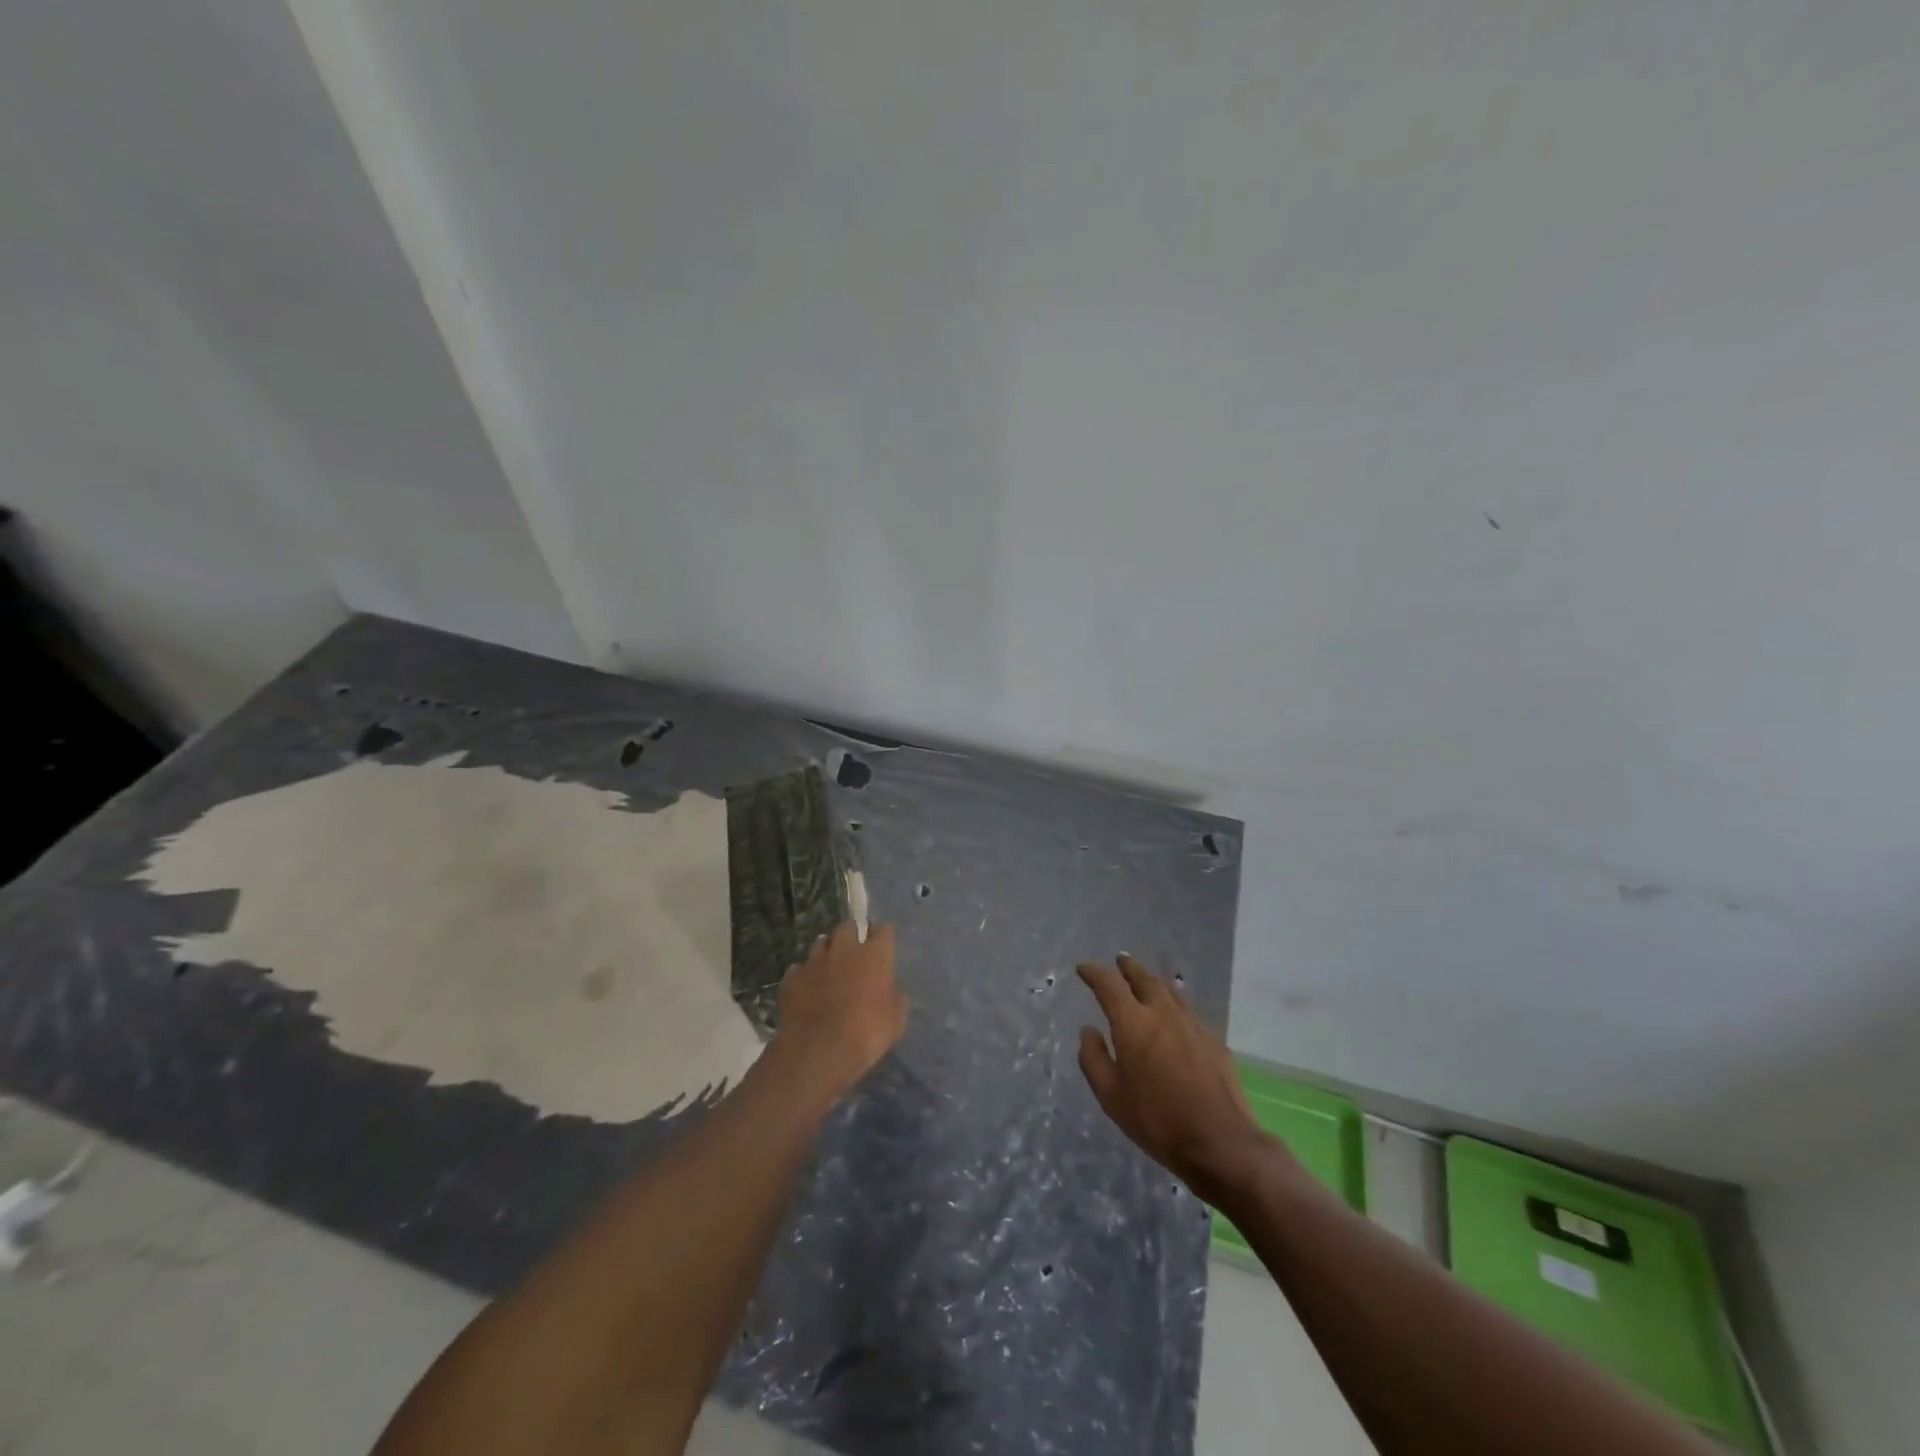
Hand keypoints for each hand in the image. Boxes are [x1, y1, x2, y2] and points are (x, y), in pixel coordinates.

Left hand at [769, 922, 908, 1107]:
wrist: (819, 1050)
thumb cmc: (867, 1033)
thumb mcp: (896, 1021)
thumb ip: (896, 1000)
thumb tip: (895, 994)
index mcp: (875, 954)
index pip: (884, 930)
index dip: (883, 936)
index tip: (883, 945)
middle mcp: (845, 949)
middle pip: (848, 927)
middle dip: (851, 936)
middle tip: (854, 954)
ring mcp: (815, 960)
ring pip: (821, 942)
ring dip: (826, 951)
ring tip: (828, 968)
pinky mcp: (792, 977)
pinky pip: (799, 968)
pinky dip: (804, 976)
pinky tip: (806, 990)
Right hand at [1078, 955, 1267, 1201]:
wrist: (1220, 1141)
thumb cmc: (1157, 1120)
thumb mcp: (1111, 1097)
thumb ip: (1094, 1059)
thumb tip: (1088, 1031)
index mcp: (1133, 1023)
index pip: (1109, 985)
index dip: (1094, 973)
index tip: (1084, 969)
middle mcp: (1162, 1013)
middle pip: (1144, 978)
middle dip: (1128, 967)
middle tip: (1119, 961)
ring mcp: (1192, 1024)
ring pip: (1169, 990)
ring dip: (1152, 980)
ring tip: (1144, 980)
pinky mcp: (1213, 1039)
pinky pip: (1187, 1010)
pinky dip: (1173, 1003)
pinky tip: (1173, 1015)